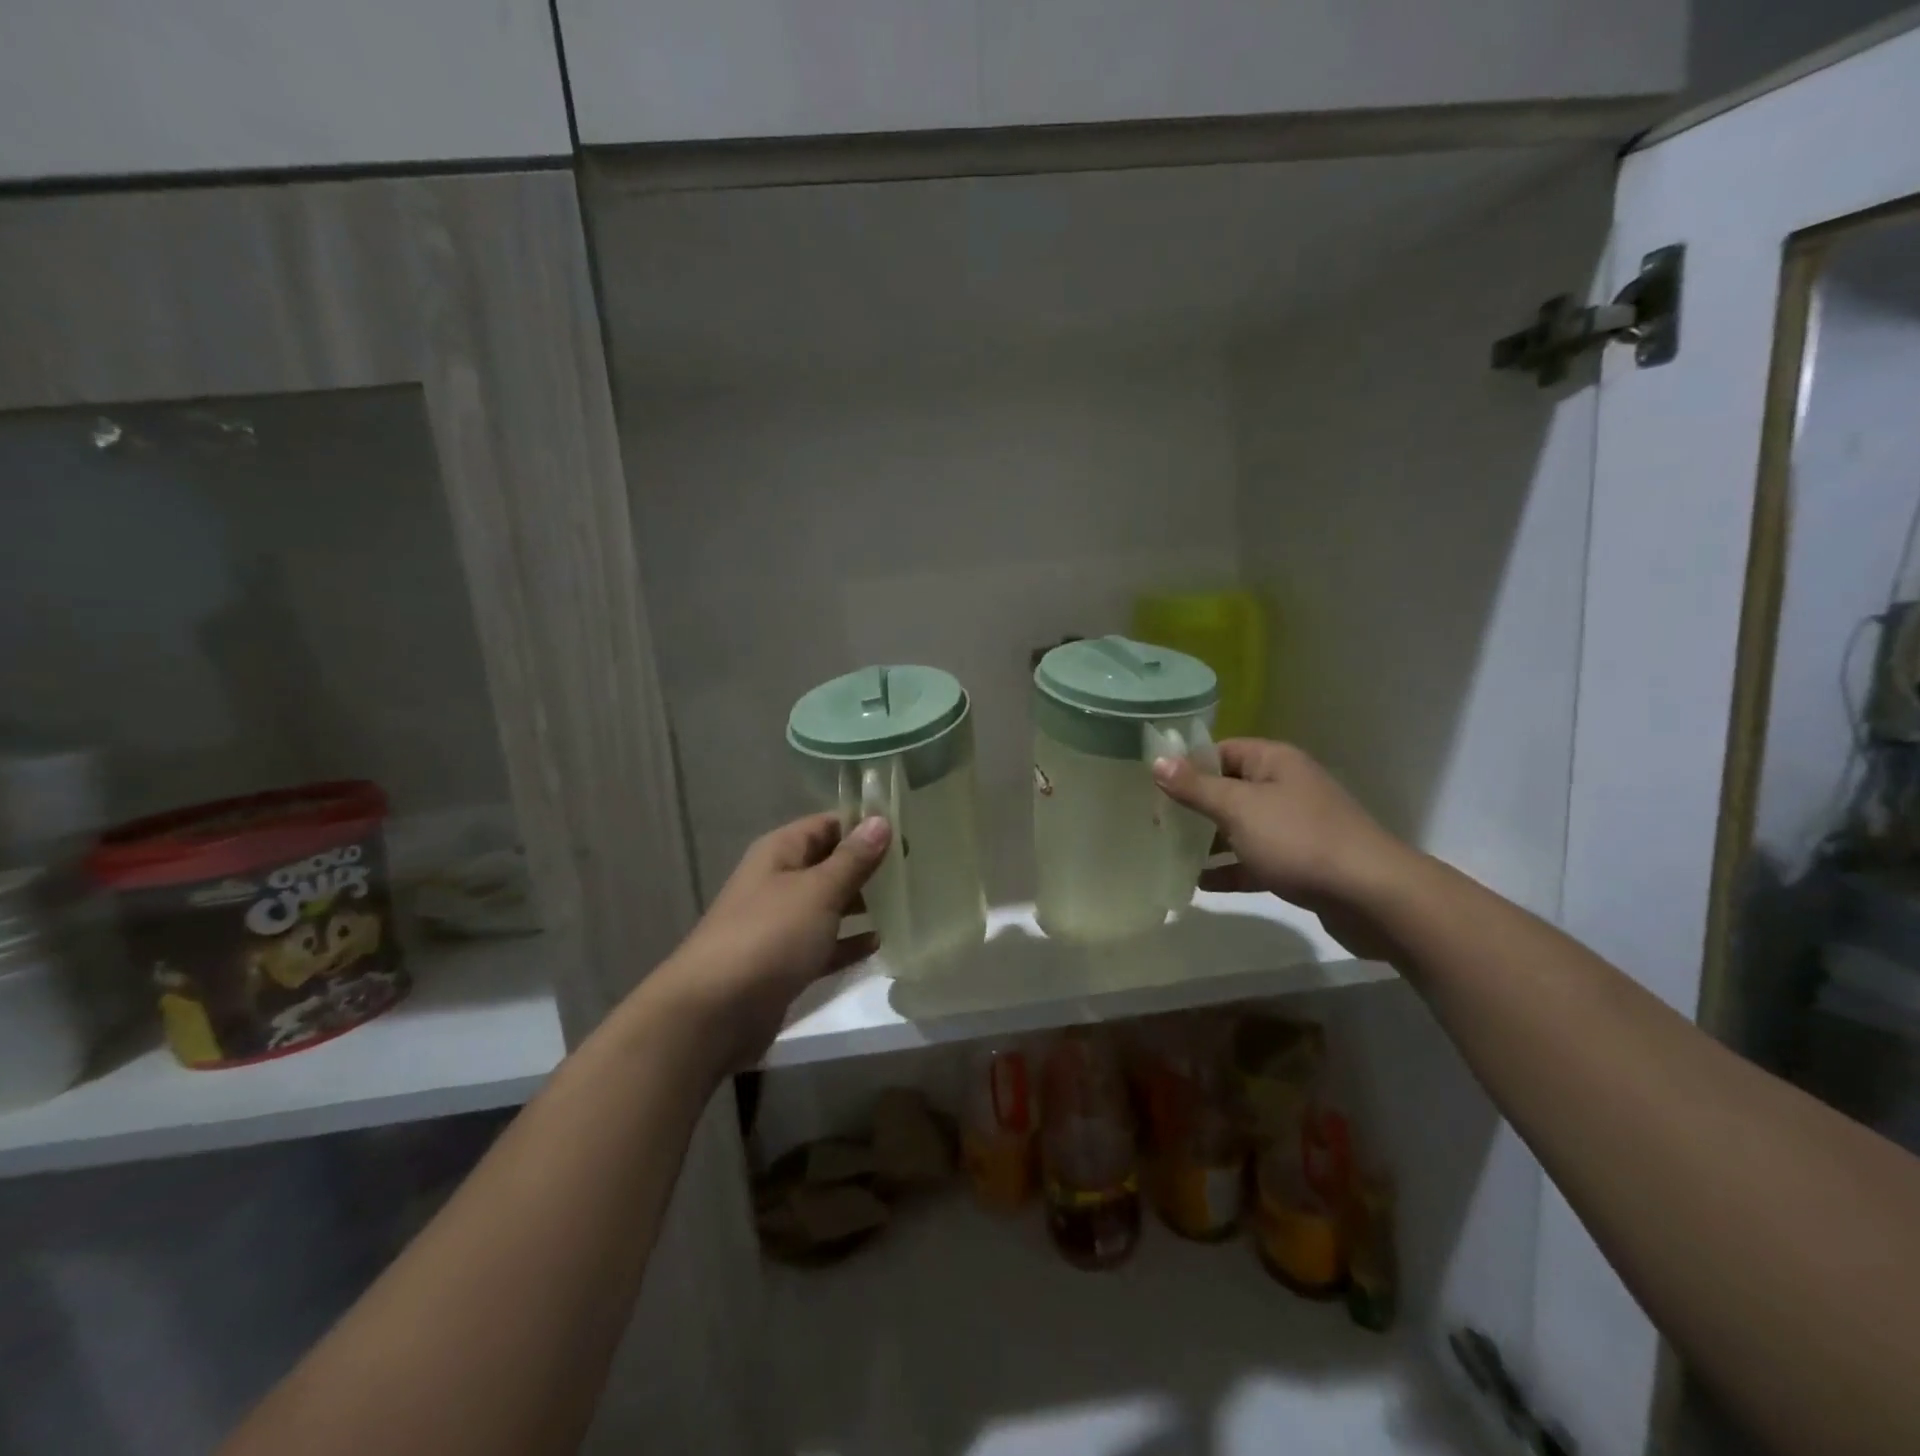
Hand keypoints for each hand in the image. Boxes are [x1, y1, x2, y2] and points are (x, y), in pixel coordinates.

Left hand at [649, 812, 890, 1070]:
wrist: (713, 1013)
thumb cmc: (769, 936)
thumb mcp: (818, 891)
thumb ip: (853, 859)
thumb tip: (881, 820)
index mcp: (780, 853)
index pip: (827, 824)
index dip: (864, 825)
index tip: (908, 831)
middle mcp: (779, 882)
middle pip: (830, 864)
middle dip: (868, 865)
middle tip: (916, 868)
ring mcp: (780, 924)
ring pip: (829, 905)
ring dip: (862, 904)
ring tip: (908, 902)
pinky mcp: (785, 963)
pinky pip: (824, 944)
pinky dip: (849, 942)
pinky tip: (880, 945)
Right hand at [1152, 738, 1414, 960]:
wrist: (1372, 897)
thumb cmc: (1299, 840)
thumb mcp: (1238, 808)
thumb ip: (1196, 787)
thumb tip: (1158, 762)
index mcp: (1274, 762)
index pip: (1221, 751)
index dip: (1187, 765)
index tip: (1151, 785)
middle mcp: (1285, 787)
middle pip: (1229, 789)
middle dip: (1193, 806)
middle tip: (1153, 823)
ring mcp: (1294, 827)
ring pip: (1240, 827)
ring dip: (1208, 841)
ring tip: (1168, 854)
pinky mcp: (1300, 863)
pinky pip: (1254, 860)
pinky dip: (1230, 870)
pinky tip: (1199, 885)